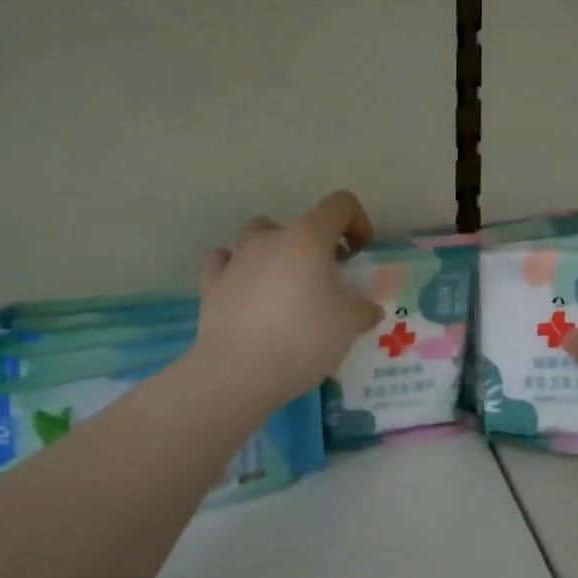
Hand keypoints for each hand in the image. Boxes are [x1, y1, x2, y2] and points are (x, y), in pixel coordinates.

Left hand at [192, 189, 383, 411]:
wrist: (238, 374)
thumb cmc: (303, 339)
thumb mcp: (350, 325)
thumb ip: (363, 309)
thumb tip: (366, 309)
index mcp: (309, 238)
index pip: (340, 204)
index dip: (357, 221)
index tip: (358, 254)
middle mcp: (271, 238)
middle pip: (300, 223)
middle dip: (317, 246)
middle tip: (326, 280)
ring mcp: (237, 258)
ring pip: (259, 236)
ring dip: (276, 252)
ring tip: (285, 286)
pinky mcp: (211, 284)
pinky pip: (224, 261)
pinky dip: (237, 269)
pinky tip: (245, 290)